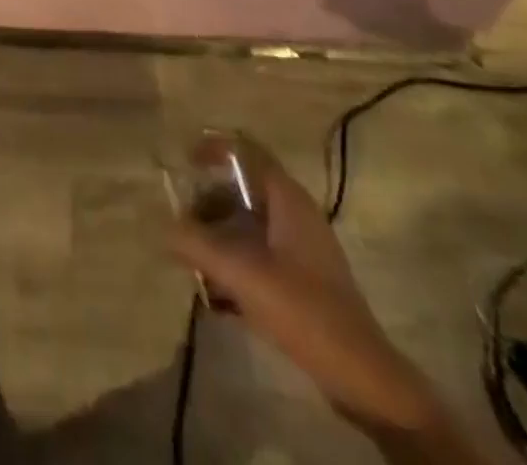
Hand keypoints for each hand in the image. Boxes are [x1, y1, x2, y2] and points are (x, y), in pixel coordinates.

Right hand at [169, 134, 442, 437]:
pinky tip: (217, 292)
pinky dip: (236, 259)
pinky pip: (259, 250)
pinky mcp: (303, 277)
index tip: (184, 161)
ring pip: (250, 221)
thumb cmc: (304, 310)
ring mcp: (302, 245)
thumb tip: (164, 227)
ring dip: (219, 233)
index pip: (247, 151)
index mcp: (287, 198)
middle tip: (182, 218)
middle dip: (209, 199)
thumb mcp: (244, 275)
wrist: (362, 376)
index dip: (214, 149)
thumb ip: (199, 246)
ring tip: (193, 256)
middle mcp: (295, 212)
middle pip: (244, 187)